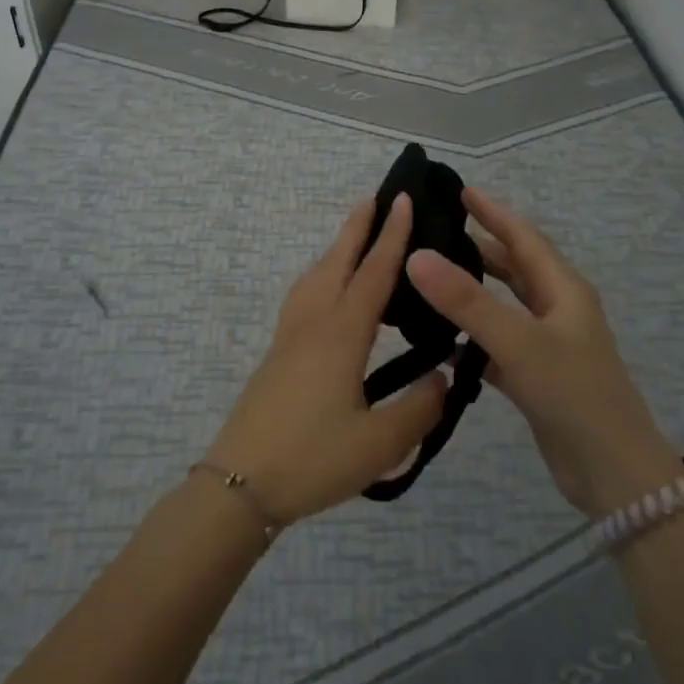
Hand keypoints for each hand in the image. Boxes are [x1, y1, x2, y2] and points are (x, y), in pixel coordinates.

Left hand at [205, 195, 447, 524]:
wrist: (239, 486)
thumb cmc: (313, 460)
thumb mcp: (379, 444)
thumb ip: (419, 408)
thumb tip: (443, 377)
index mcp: (342, 335)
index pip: (373, 273)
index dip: (391, 236)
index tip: (401, 200)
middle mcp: (314, 324)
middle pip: (337, 262)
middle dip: (357, 227)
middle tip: (375, 198)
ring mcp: (290, 337)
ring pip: (315, 276)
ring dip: (337, 249)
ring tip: (354, 238)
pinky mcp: (278, 354)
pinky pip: (304, 296)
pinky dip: (321, 276)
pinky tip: (327, 294)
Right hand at [406, 188, 678, 517]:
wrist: (614, 473)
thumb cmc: (574, 394)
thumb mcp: (519, 342)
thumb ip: (468, 301)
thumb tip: (417, 256)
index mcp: (563, 289)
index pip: (523, 237)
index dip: (493, 212)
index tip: (460, 191)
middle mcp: (557, 310)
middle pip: (513, 268)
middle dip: (479, 248)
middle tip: (435, 235)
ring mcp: (547, 345)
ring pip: (504, 306)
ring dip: (473, 293)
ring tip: (430, 282)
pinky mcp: (536, 378)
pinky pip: (497, 345)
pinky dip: (472, 339)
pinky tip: (441, 343)